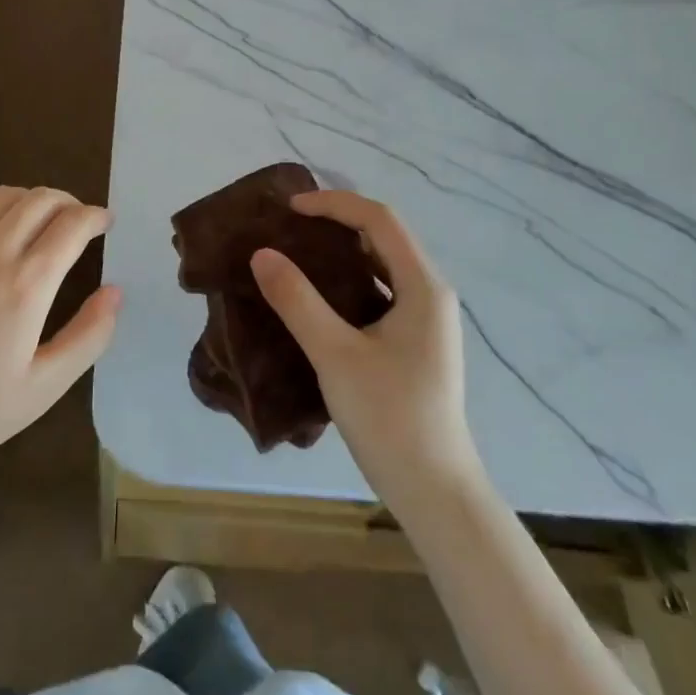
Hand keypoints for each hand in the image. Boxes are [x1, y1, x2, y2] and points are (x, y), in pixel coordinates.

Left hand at [0, 187, 122, 477]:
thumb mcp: (47, 385)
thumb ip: (89, 336)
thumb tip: (115, 292)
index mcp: (25, 285)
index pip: (70, 225)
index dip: (95, 216)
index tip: (106, 222)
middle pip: (39, 199)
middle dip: (69, 202)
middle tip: (80, 222)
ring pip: (4, 196)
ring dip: (33, 200)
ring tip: (44, 223)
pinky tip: (0, 234)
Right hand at [249, 190, 478, 502]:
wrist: (434, 490)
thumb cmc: (390, 417)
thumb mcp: (335, 355)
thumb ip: (297, 301)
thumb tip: (261, 254)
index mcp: (423, 287)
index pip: (379, 220)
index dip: (334, 204)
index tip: (289, 209)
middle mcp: (430, 293)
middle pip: (384, 236)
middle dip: (337, 220)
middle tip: (288, 224)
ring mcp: (425, 319)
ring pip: (382, 263)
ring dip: (342, 249)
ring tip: (297, 250)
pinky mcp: (414, 342)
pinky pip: (380, 290)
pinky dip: (348, 278)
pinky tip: (318, 295)